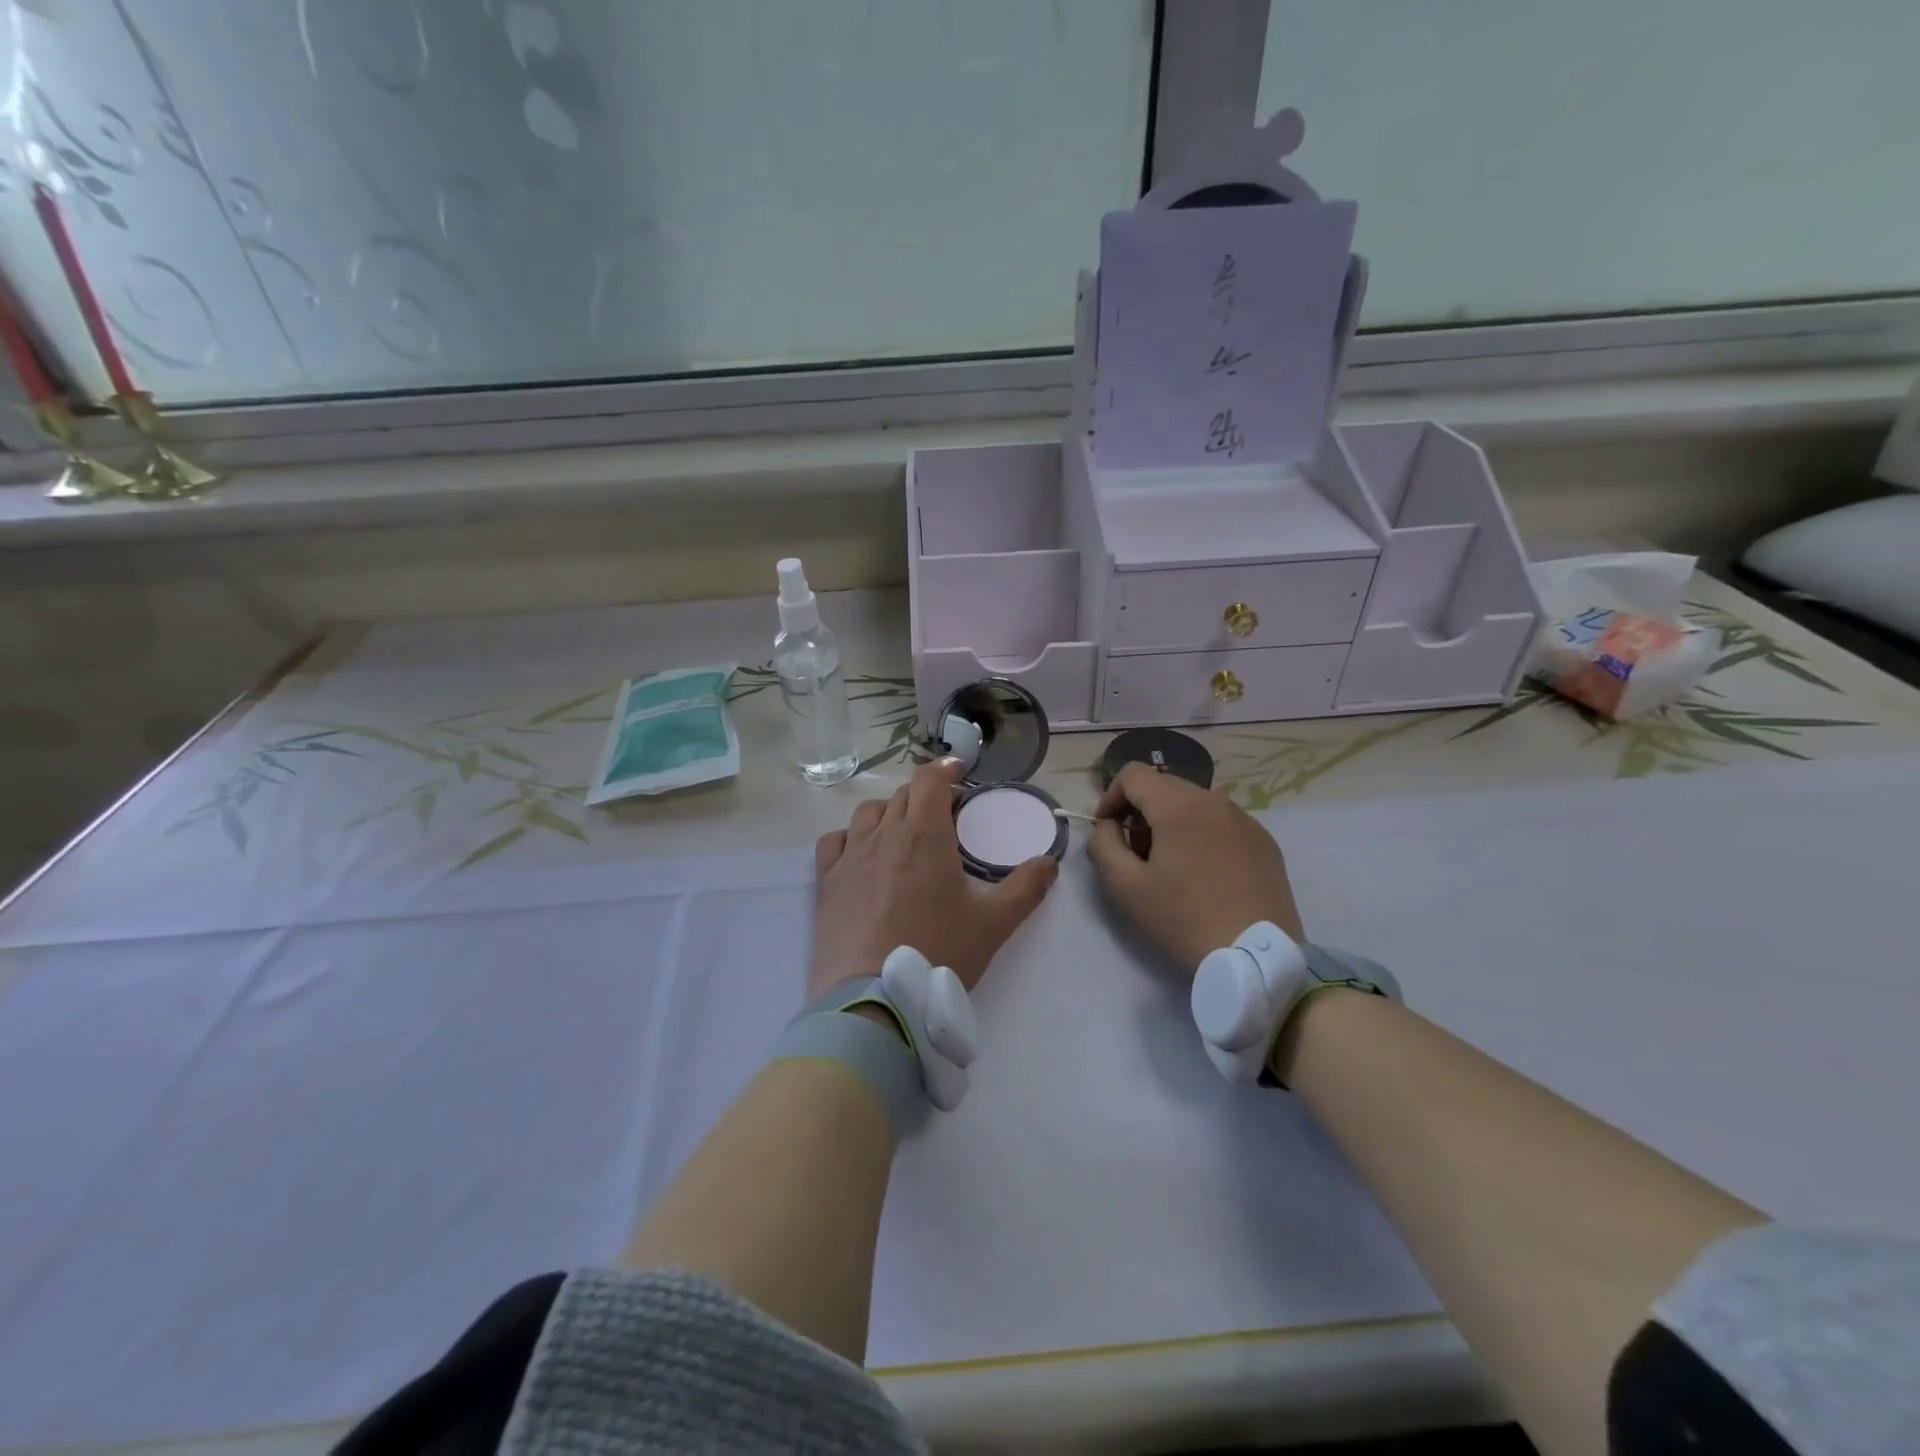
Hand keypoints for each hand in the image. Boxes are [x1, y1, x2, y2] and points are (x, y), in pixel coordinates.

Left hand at [810, 757, 1058, 999]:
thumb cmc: (938, 952)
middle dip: (926, 795)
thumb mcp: (993, 923)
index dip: (945, 768)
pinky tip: (862, 854)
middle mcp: (884, 834)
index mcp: (924, 834)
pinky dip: (852, 837)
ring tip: (904, 834)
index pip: (929, 779)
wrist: (874, 997)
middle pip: (903, 794)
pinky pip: (835, 841)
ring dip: (890, 812)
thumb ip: (1026, 888)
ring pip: (868, 813)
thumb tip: (1049, 862)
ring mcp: (850, 856)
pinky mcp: (827, 881)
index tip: (959, 772)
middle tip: (945, 815)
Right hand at [1087, 764, 1303, 977]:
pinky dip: (1203, 835)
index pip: (1133, 774)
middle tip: (1136, 853)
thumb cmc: (1183, 920)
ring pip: (1195, 804)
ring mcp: (1246, 821)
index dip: (1110, 797)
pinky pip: (1222, 823)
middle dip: (1141, 811)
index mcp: (1179, 806)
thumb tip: (1109, 826)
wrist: (1256, 959)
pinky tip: (1205, 876)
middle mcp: (1215, 801)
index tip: (1107, 831)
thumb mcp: (1124, 887)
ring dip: (1172, 823)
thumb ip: (1103, 845)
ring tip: (1171, 867)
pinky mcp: (1265, 843)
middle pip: (1164, 786)